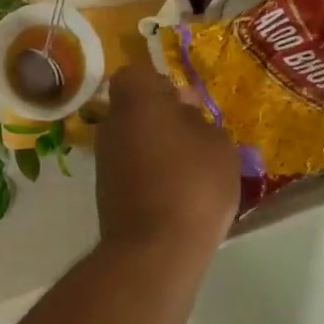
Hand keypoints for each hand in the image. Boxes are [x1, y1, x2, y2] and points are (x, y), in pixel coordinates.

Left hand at [95, 63, 240, 260]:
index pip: (138, 76)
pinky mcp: (106, 195)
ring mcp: (105, 163)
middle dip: (161, 120)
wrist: (155, 248)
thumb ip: (201, 123)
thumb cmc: (193, 184)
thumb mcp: (219, 146)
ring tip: (192, 173)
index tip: (187, 106)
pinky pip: (131, 173)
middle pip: (134, 111)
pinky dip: (150, 177)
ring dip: (157, 151)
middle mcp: (112, 127)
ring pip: (133, 143)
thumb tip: (185, 115)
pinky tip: (177, 197)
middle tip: (196, 139)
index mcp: (137, 102)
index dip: (162, 86)